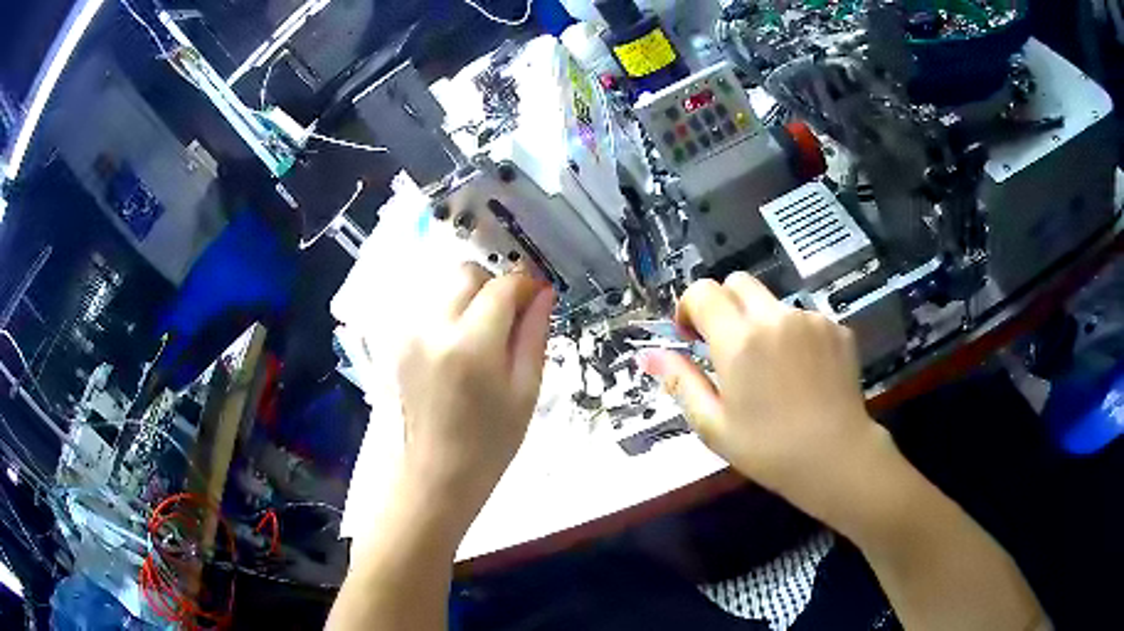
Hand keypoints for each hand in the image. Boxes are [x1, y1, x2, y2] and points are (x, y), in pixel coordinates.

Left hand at [396, 264, 554, 518]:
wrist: (423, 483)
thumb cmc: (484, 450)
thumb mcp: (523, 397)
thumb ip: (533, 338)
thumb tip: (543, 295)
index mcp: (471, 343)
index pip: (503, 286)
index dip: (526, 285)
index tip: (538, 299)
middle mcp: (430, 326)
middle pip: (465, 273)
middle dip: (491, 285)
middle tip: (507, 319)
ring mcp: (403, 334)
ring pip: (440, 288)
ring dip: (465, 299)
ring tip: (479, 339)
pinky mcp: (389, 345)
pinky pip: (421, 310)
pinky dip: (442, 315)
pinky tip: (451, 351)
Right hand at [639, 273, 893, 524]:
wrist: (836, 457)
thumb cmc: (768, 449)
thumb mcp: (714, 425)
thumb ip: (680, 382)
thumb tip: (648, 355)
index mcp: (739, 340)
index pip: (703, 292)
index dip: (689, 308)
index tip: (693, 338)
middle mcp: (775, 318)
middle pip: (738, 283)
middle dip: (723, 305)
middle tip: (729, 348)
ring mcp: (811, 320)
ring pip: (773, 302)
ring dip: (761, 323)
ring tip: (773, 370)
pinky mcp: (837, 328)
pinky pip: (804, 319)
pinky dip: (794, 336)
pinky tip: (803, 374)